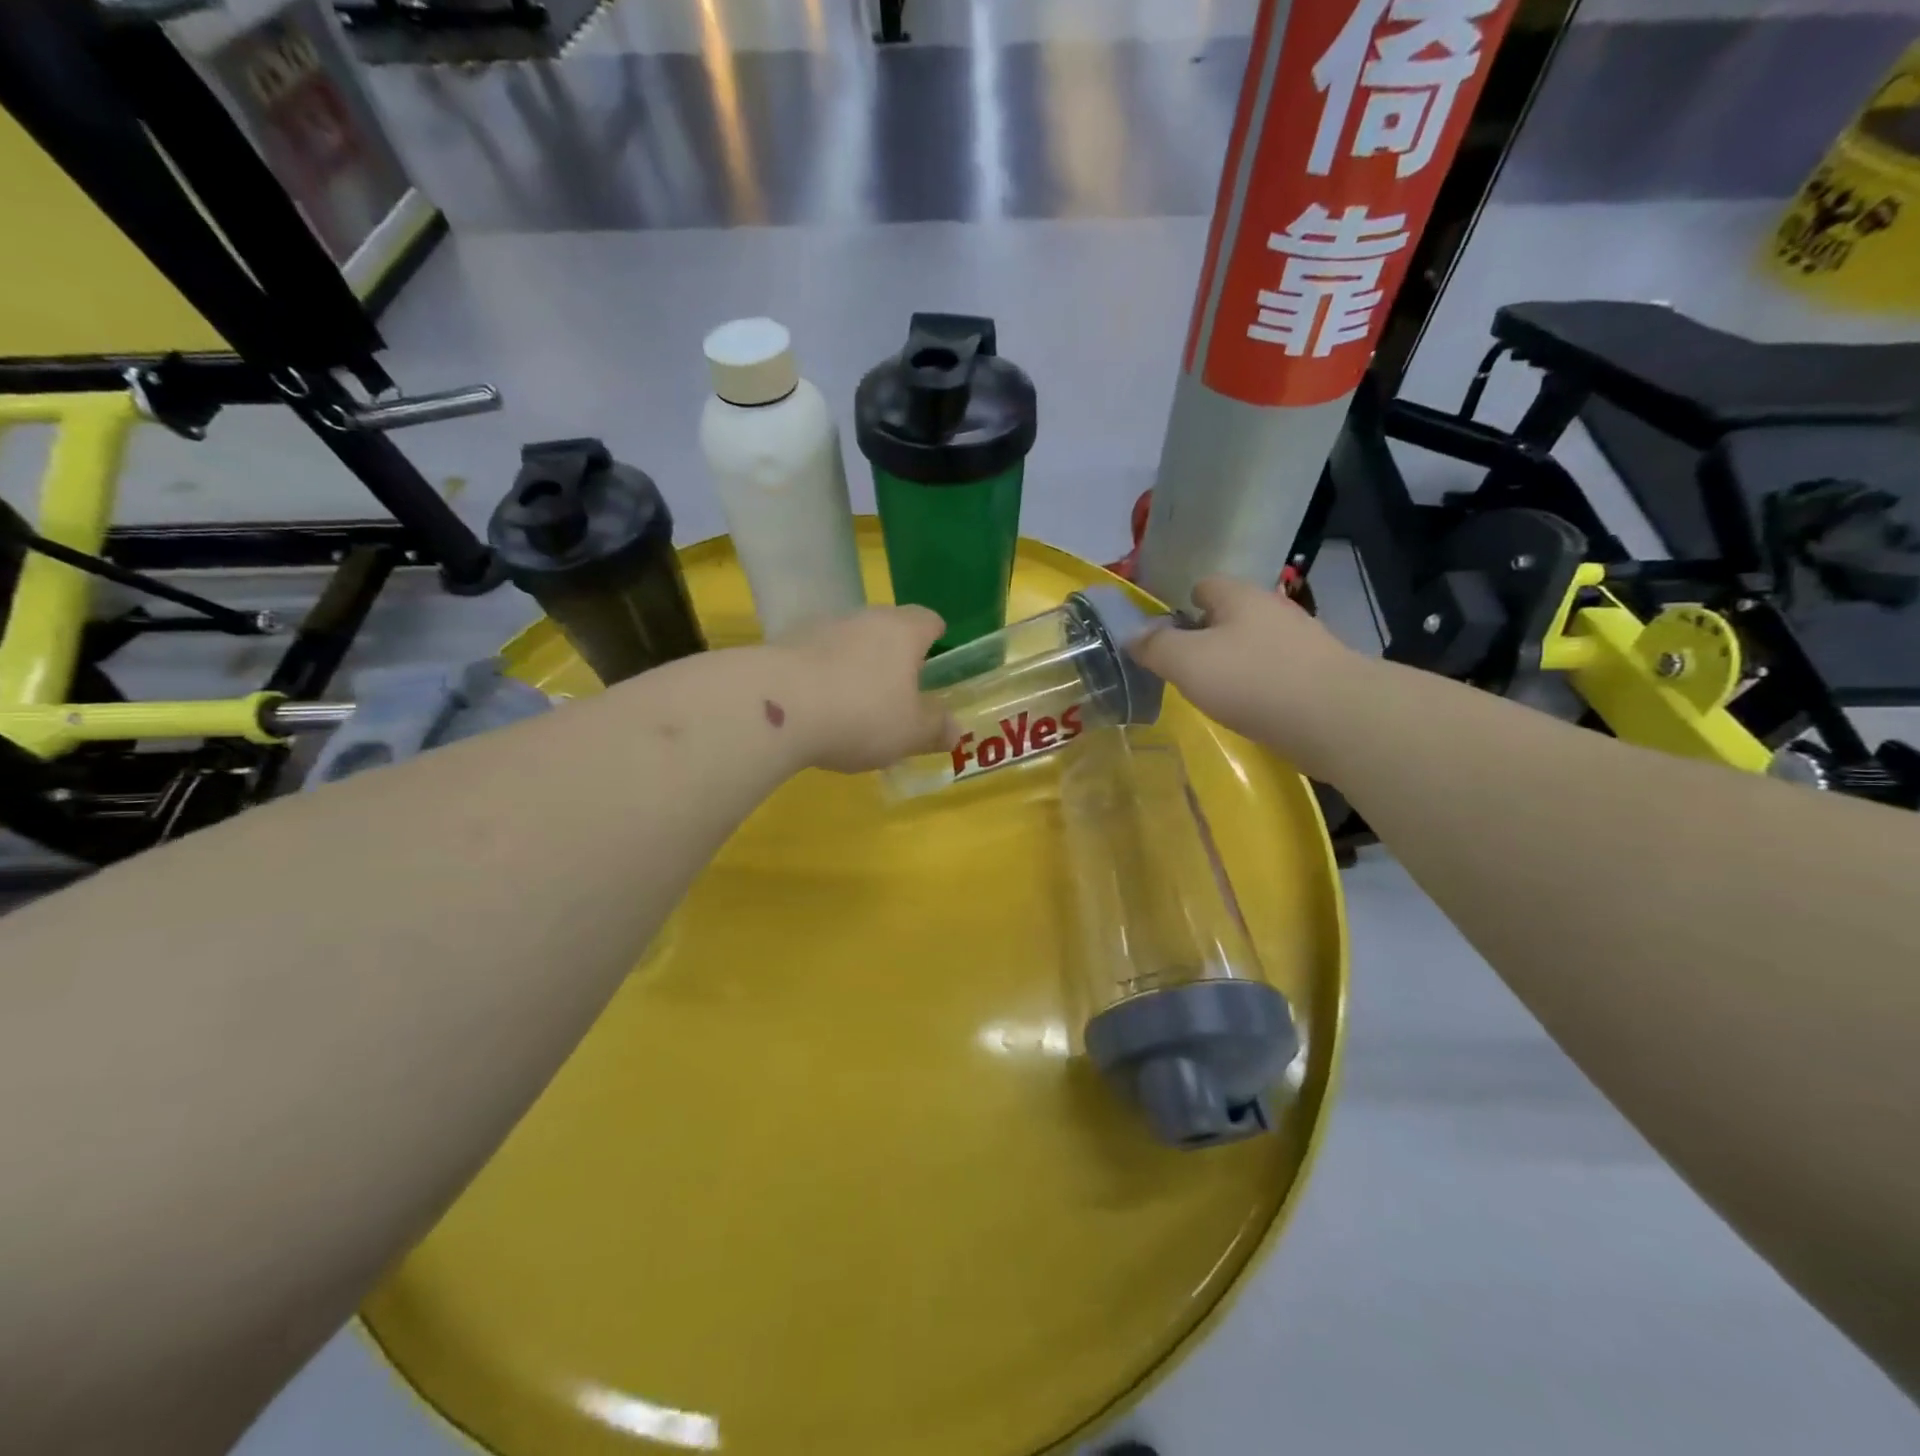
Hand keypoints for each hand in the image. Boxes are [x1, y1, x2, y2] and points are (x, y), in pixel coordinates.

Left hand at [775, 607, 951, 772]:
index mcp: (902, 632)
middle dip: (893, 655)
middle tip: (896, 692)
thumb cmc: (860, 715)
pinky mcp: (782, 645)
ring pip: (848, 641)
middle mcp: (863, 618)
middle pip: (887, 627)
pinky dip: (820, 677)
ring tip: (852, 705)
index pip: (928, 620)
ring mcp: (819, 628)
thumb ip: (935, 728)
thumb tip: (954, 729)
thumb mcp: (909, 733)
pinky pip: (814, 658)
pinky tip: (816, 710)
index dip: (935, 638)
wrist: (775, 707)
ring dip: (854, 665)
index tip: (935, 661)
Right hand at [1128, 576, 1366, 779]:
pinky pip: (1277, 672)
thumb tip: (1131, 636)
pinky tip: (1250, 709)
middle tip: (1184, 668)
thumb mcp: (1186, 661)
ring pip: (1256, 644)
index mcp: (1240, 597)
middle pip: (1231, 615)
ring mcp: (1302, 642)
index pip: (1204, 585)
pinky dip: (1260, 686)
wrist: (1334, 717)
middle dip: (1207, 637)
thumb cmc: (1251, 679)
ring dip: (1235, 663)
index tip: (1165, 635)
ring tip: (1215, 693)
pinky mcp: (1319, 675)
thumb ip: (1155, 646)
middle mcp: (1273, 610)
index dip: (1181, 605)